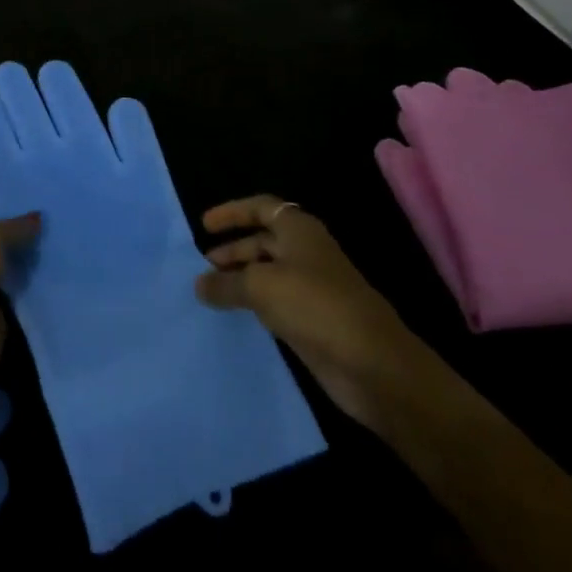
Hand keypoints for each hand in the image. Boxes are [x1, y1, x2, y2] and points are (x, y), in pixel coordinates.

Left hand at [0, 203, 40, 392]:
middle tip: (49, 216)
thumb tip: (38, 217)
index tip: (21, 192)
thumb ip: (12, 227)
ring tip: (60, 239)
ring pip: (5, 269)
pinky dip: (32, 291)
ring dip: (26, 261)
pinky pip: (17, 298)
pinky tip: (58, 273)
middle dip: (14, 231)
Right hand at [194, 195, 420, 430]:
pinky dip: (255, 304)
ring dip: (241, 279)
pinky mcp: (314, 320)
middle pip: (263, 241)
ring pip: (269, 274)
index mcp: (298, 230)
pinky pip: (277, 303)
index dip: (232, 213)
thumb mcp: (261, 287)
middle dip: (233, 249)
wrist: (373, 364)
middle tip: (204, 266)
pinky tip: (236, 315)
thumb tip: (199, 285)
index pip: (261, 207)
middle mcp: (306, 252)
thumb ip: (226, 283)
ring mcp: (312, 287)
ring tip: (211, 291)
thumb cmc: (315, 305)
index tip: (204, 226)